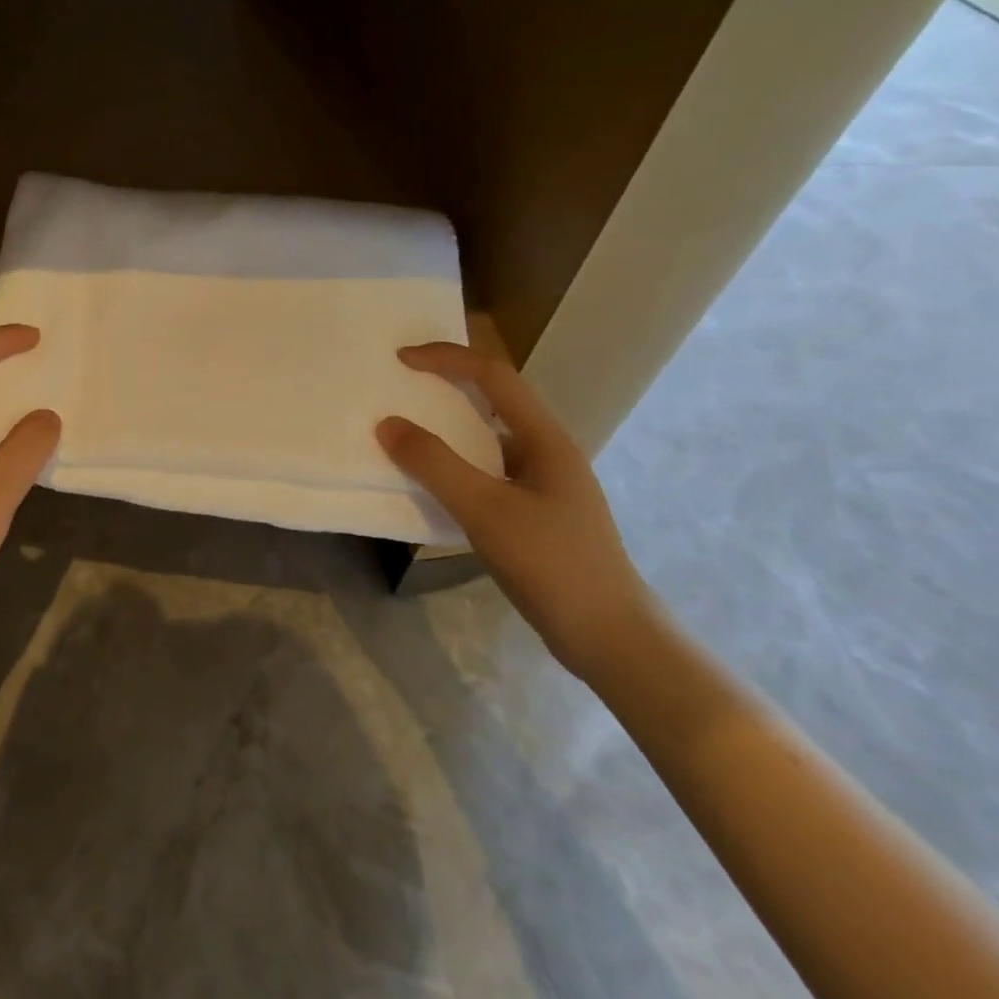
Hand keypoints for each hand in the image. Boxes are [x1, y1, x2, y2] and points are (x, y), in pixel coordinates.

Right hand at [375, 342, 654, 680]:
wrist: (611, 639)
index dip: (446, 358)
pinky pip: (488, 472)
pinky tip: (434, 485)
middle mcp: (547, 452)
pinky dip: (456, 464)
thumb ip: (435, 464)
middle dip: (448, 384)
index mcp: (545, 439)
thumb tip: (387, 424)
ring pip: (490, 438)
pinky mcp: (536, 515)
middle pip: (495, 400)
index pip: (493, 376)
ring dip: (450, 427)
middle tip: (402, 387)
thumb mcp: (486, 510)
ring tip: (408, 431)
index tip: (400, 360)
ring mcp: (544, 485)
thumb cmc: (552, 564)